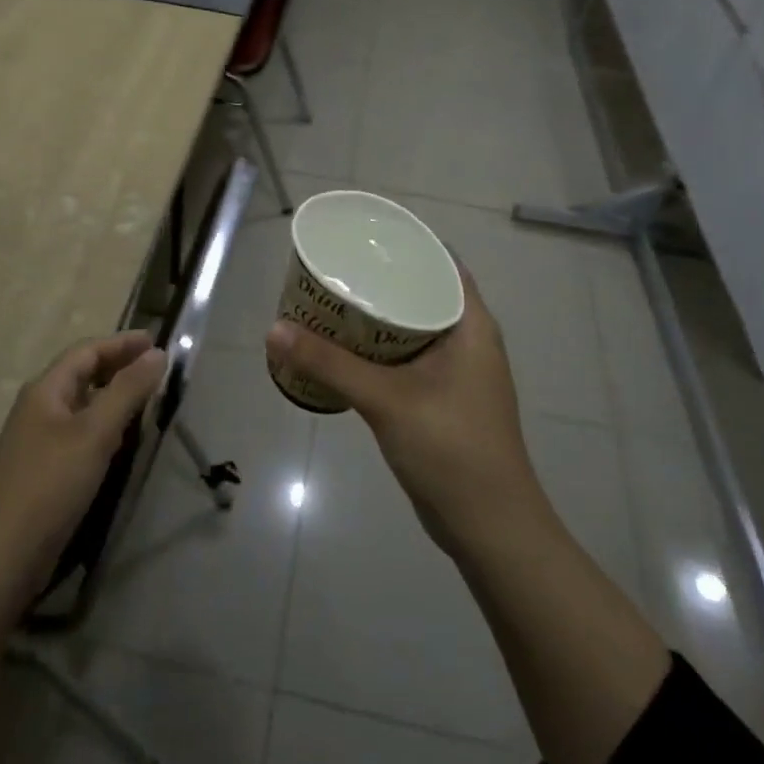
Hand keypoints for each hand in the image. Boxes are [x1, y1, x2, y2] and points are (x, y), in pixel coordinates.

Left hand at [0, 331, 166, 594]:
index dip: (122, 343)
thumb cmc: (50, 484)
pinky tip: (121, 439)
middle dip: (118, 365)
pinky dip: (104, 424)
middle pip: (81, 374)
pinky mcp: (43, 470)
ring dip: (112, 395)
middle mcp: (38, 408)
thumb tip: (157, 353)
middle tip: (156, 367)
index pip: (86, 351)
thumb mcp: (96, 433)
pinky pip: (79, 432)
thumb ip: (128, 390)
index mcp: (45, 390)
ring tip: (146, 398)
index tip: (156, 341)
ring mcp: (38, 440)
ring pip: (81, 404)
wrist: (3, 557)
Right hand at [266, 266, 544, 555]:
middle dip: (380, 279)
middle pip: (421, 292)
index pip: (440, 263)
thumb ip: (329, 364)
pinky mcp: (442, 398)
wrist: (489, 527)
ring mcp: (456, 371)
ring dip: (375, 316)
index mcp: (472, 324)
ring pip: (411, 327)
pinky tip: (343, 349)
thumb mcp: (386, 400)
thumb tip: (274, 330)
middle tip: (334, 267)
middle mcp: (468, 339)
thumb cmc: (451, 449)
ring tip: (330, 300)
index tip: (361, 235)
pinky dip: (377, 349)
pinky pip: (406, 357)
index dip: (403, 244)